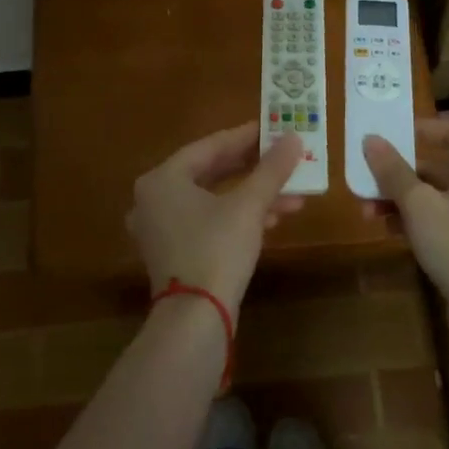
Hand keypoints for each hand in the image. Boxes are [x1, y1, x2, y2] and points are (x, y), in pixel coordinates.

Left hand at [127, 122, 305, 318]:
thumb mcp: (248, 206)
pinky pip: (208, 222)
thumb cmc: (216, 249)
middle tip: (284, 158)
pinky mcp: (174, 253)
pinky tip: (273, 219)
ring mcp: (161, 229)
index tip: (273, 128)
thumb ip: (271, 169)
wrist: (195, 319)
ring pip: (214, 200)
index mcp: (162, 179)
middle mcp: (154, 199)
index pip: (210, 146)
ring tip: (293, 195)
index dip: (246, 137)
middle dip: (254, 170)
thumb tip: (294, 138)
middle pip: (211, 173)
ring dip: (253, 196)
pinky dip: (238, 217)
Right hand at [363, 119, 448, 334]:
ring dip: (402, 198)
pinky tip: (387, 230)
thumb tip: (370, 139)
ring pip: (437, 196)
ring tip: (367, 208)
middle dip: (401, 171)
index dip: (426, 127)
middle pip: (441, 166)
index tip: (393, 132)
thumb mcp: (419, 205)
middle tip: (368, 174)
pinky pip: (441, 220)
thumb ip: (393, 171)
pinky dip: (415, 220)